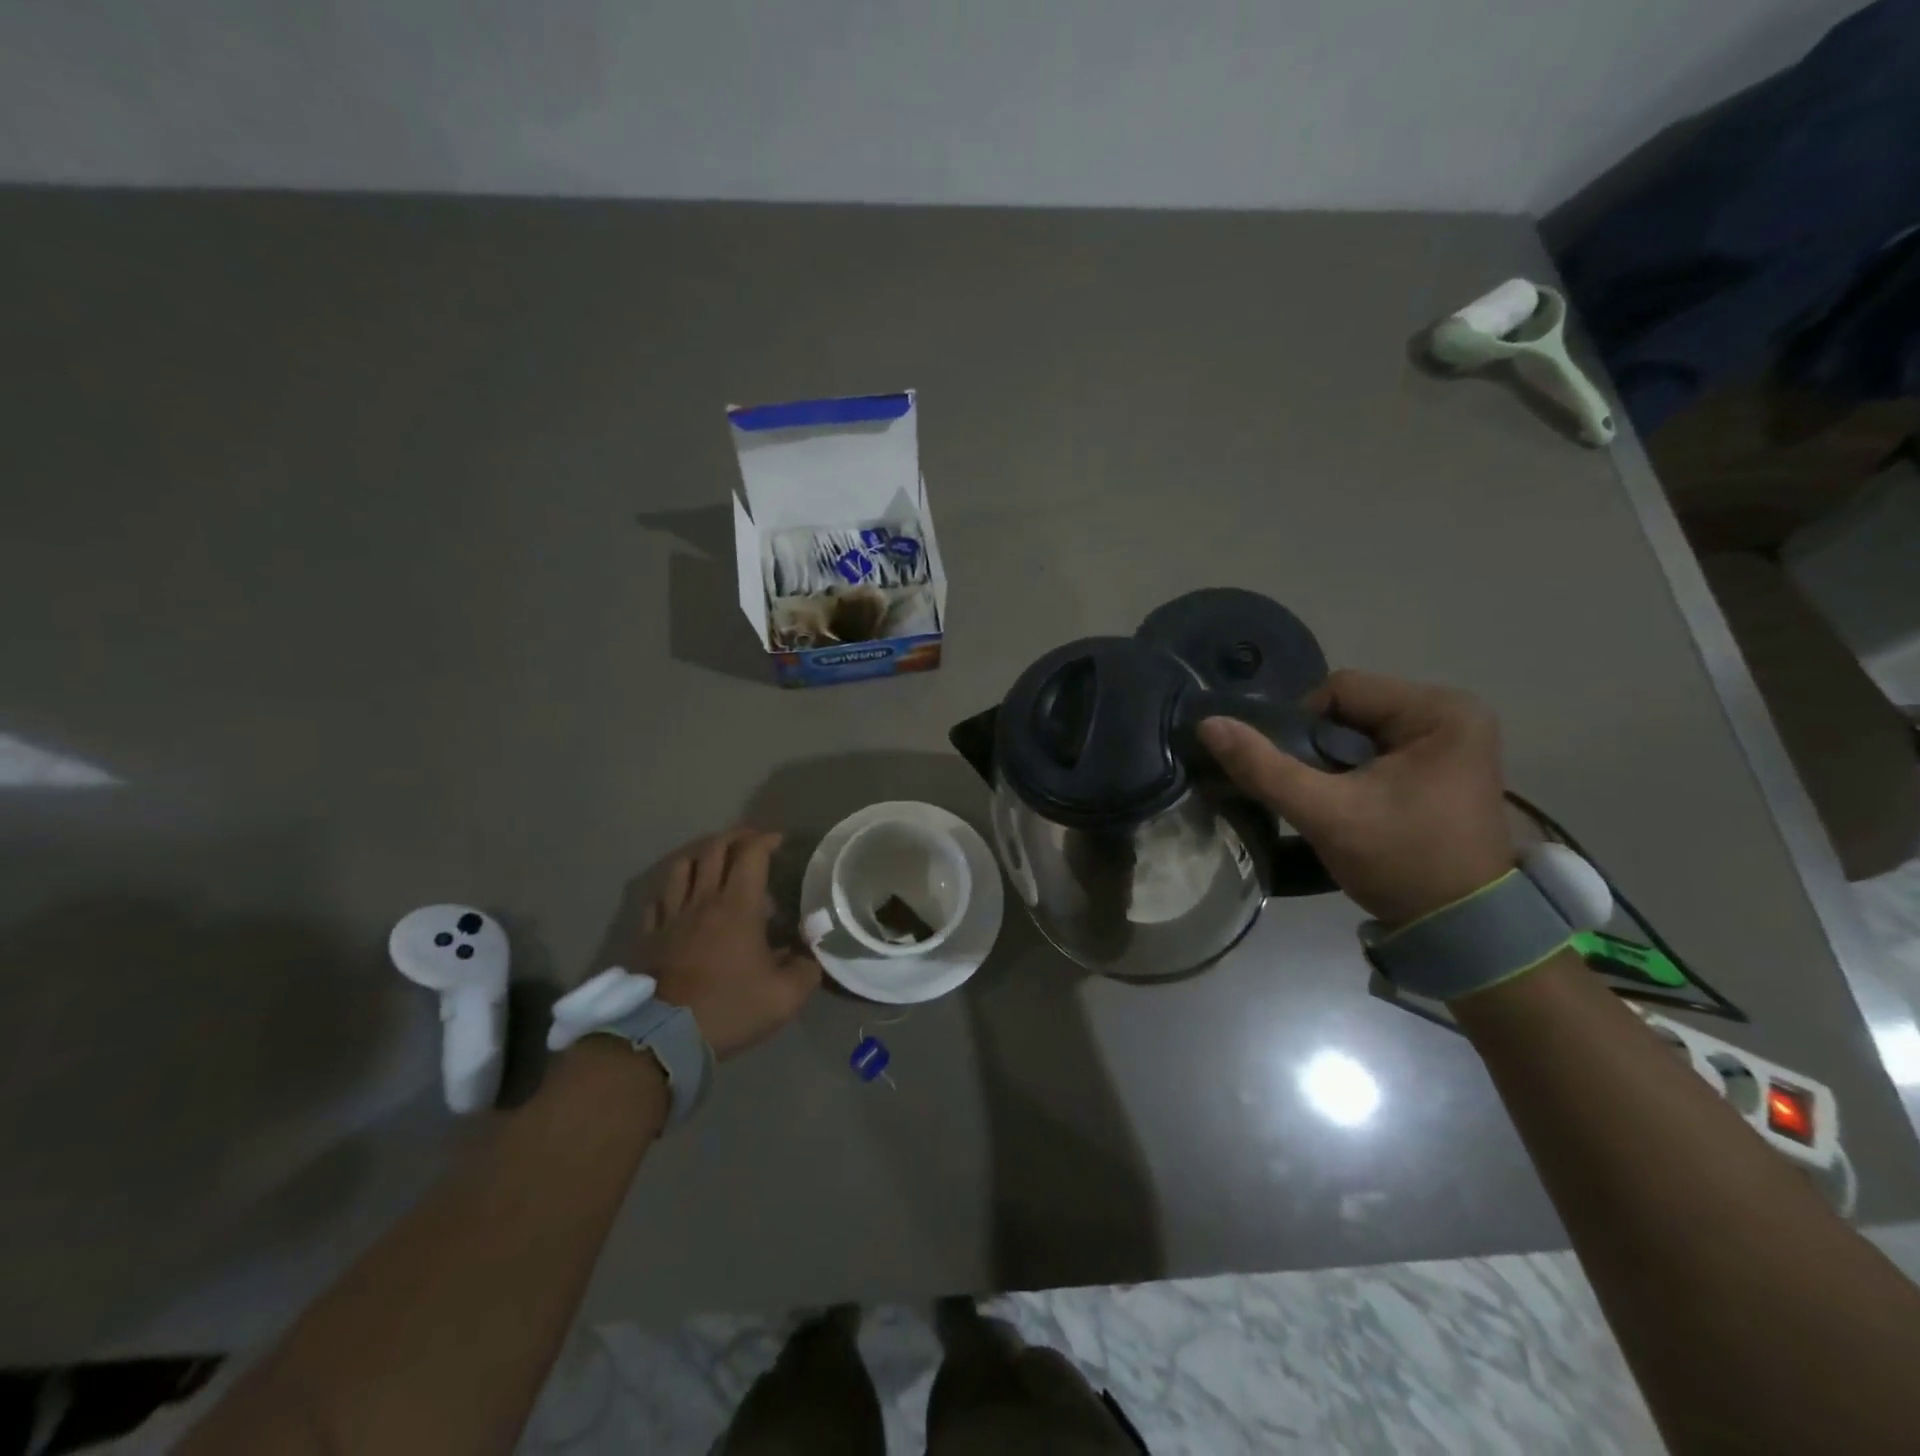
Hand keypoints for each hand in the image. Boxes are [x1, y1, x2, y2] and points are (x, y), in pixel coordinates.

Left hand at [630, 827, 821, 1058]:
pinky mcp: (649, 936)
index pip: (751, 854)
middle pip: (714, 850)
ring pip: (681, 867)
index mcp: (738, 906)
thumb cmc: (729, 1008)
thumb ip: (805, 969)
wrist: (664, 1037)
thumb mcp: (785, 996)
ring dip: (700, 854)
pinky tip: (679, 895)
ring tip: (713, 858)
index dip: (766, 840)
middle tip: (751, 840)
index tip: (779, 841)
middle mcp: (703, 901)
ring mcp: (671, 916)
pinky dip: (672, 888)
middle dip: (735, 837)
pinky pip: (658, 899)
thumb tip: (808, 956)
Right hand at [1198, 669, 1514, 924]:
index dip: (1302, 728)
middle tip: (1315, 794)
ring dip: (1333, 764)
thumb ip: (1264, 767)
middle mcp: (1453, 713)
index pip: (1339, 691)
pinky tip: (1353, 805)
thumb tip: (1207, 724)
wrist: (1464, 929)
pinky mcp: (1444, 767)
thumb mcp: (1326, 813)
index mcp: (1439, 710)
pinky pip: (1377, 751)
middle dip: (1319, 750)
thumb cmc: (1403, 861)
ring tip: (1332, 803)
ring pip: (1358, 732)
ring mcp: (1453, 741)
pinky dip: (1353, 774)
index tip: (1300, 777)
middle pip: (1349, 710)